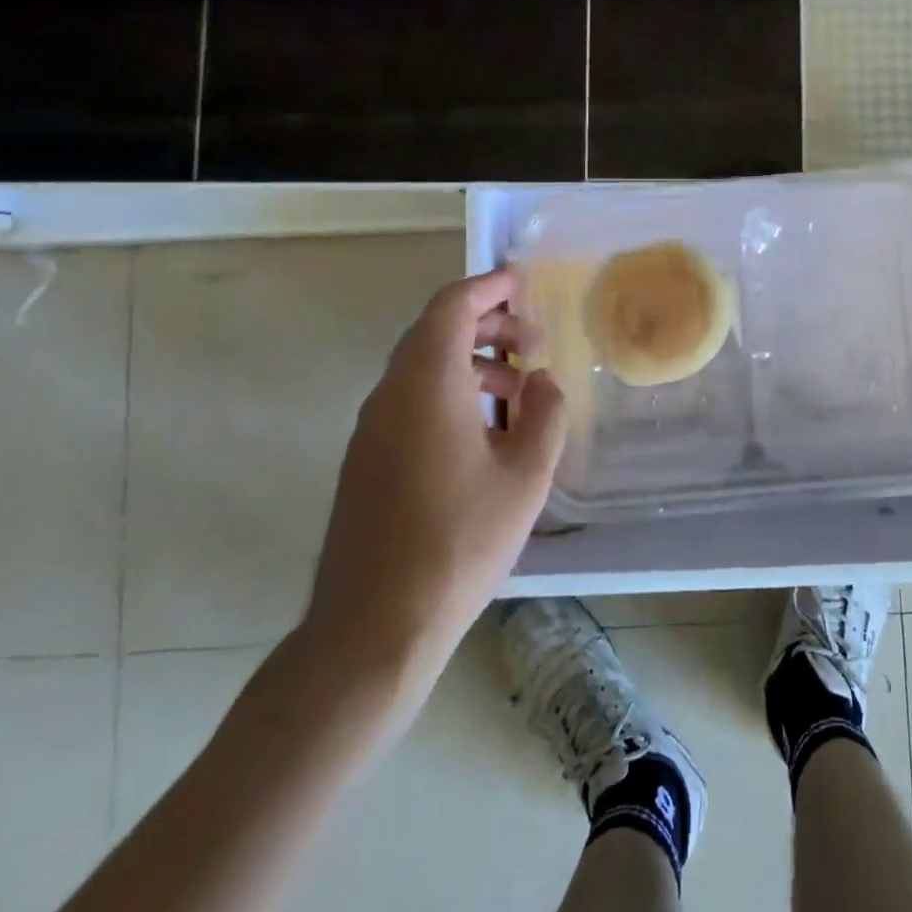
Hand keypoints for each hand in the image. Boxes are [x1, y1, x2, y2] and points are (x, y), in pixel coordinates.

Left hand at [299, 268, 565, 706]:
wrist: (373, 629)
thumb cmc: (458, 542)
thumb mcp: (525, 476)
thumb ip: (544, 414)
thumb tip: (540, 382)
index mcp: (426, 385)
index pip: (451, 308)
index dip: (488, 287)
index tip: (522, 283)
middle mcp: (390, 396)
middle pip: (434, 332)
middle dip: (486, 324)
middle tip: (531, 340)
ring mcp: (371, 430)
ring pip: (422, 368)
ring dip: (471, 362)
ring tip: (519, 388)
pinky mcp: (366, 461)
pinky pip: (411, 401)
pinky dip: (450, 391)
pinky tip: (485, 431)